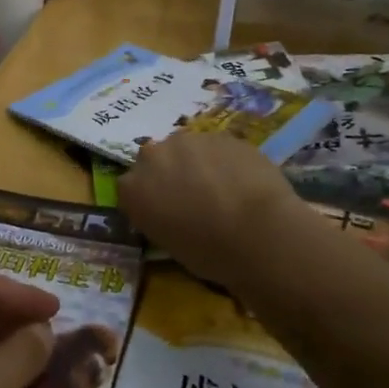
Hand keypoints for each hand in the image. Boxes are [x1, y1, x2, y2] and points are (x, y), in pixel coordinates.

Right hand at [119, 131, 302, 286]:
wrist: (258, 231)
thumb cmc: (210, 253)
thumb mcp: (170, 245)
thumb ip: (161, 218)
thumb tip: (174, 213)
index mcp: (133, 189)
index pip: (130, 188)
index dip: (149, 199)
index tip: (164, 213)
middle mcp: (152, 156)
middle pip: (156, 160)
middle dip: (170, 173)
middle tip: (193, 198)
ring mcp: (188, 140)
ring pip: (188, 149)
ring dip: (198, 164)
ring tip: (222, 189)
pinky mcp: (220, 134)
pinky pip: (217, 148)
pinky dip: (224, 161)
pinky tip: (243, 182)